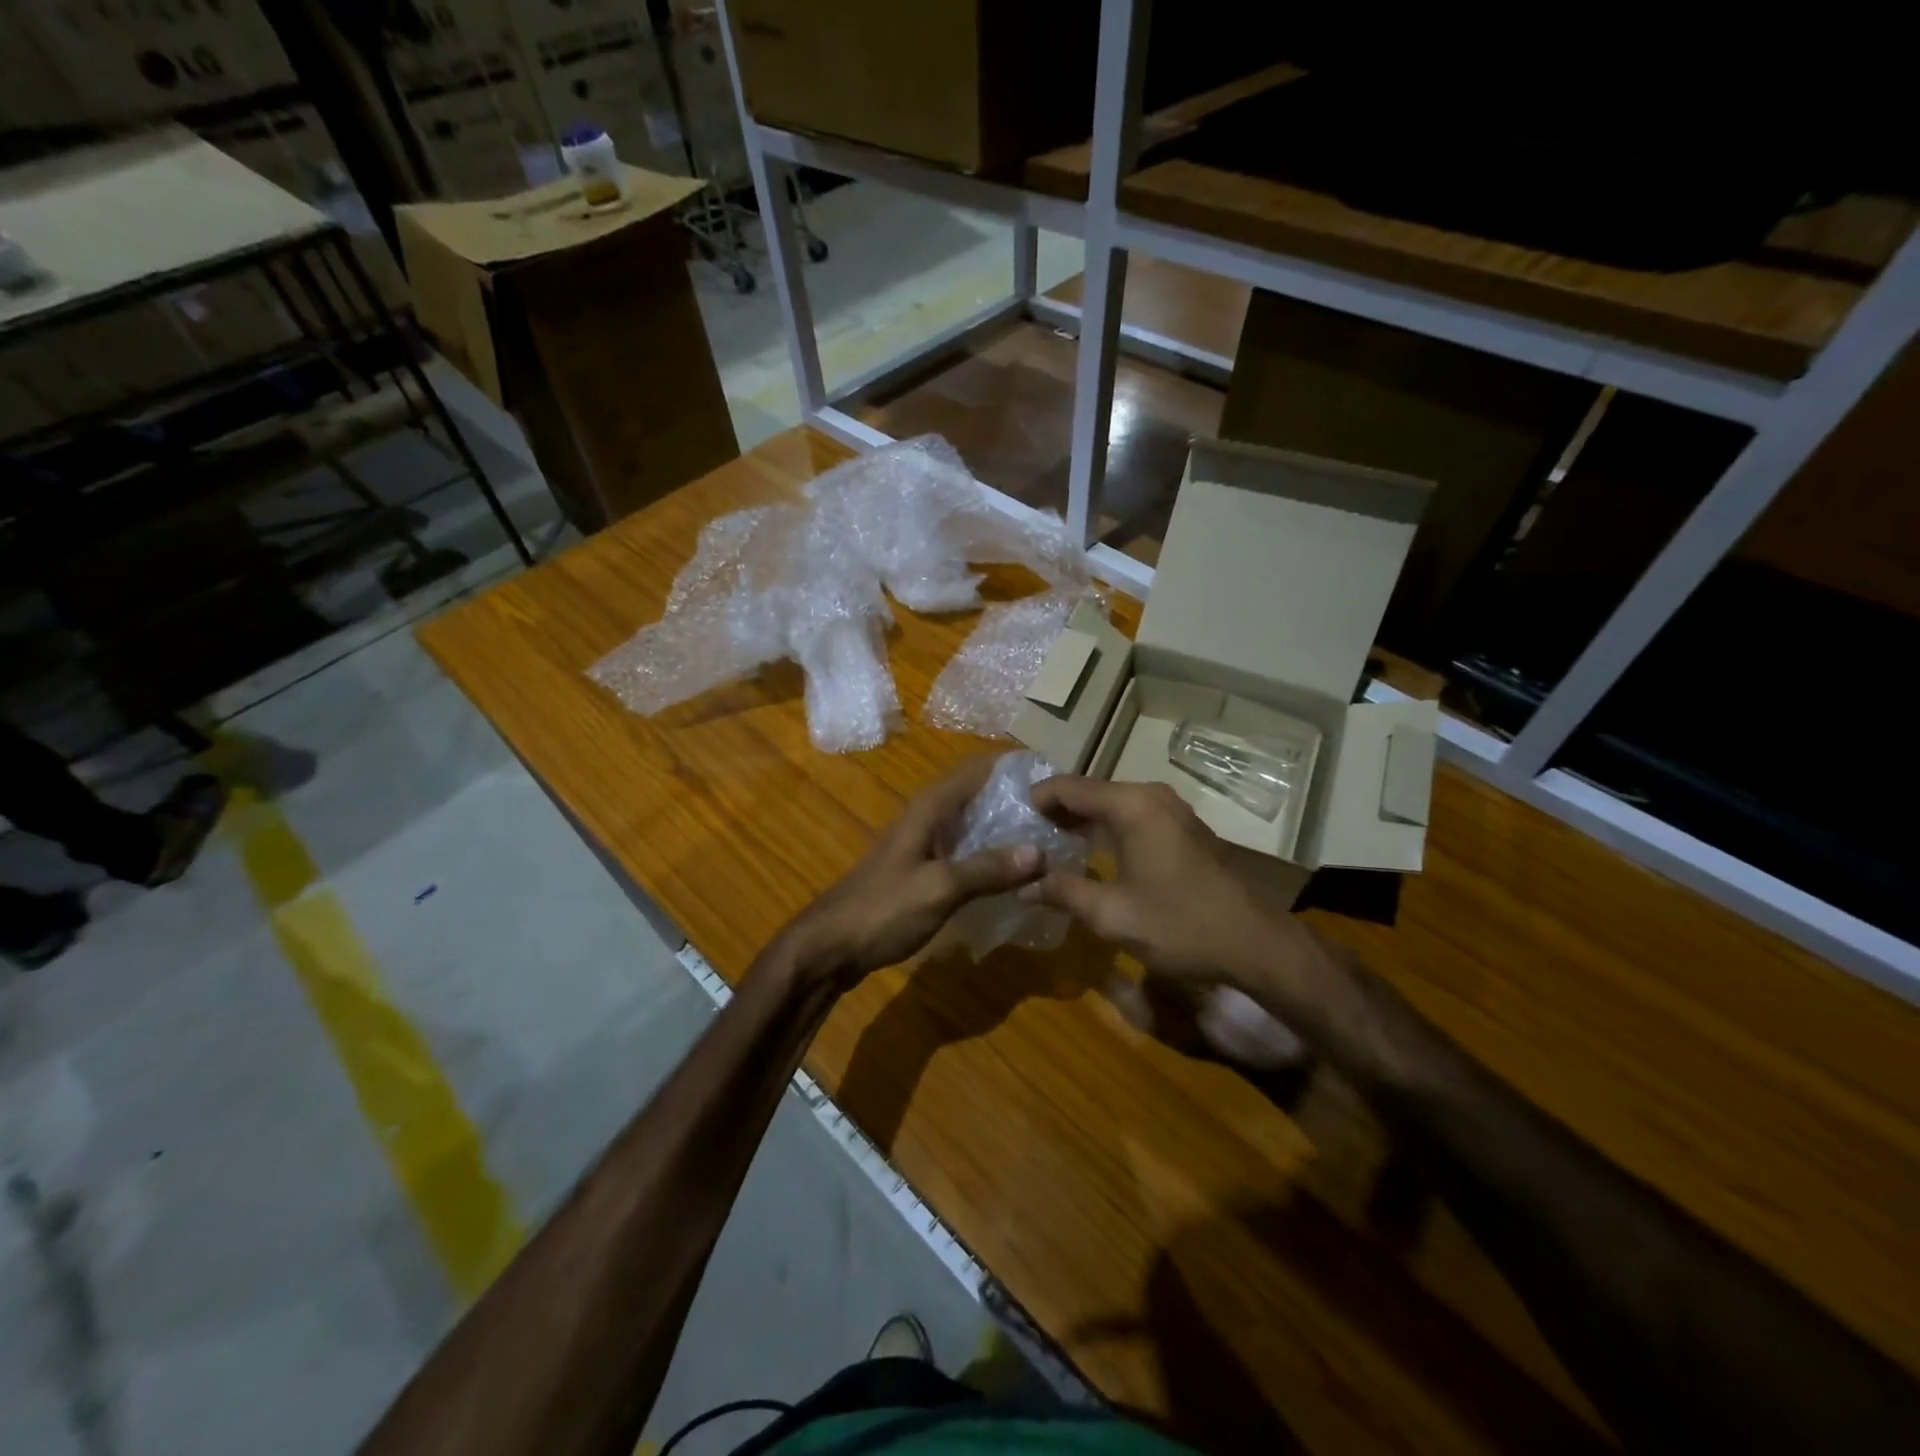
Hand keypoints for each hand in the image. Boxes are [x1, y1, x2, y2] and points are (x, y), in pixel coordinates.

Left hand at [782, 757, 1044, 986]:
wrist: (830, 945)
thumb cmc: (882, 910)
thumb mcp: (939, 889)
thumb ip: (988, 869)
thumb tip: (1041, 851)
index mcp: (932, 806)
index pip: (980, 767)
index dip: (1016, 766)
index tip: (1057, 776)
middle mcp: (930, 815)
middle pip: (981, 792)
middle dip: (1019, 797)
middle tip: (1065, 814)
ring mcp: (926, 841)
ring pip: (975, 822)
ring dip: (1008, 826)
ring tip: (1052, 838)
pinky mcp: (925, 867)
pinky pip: (967, 848)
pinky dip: (992, 852)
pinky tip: (1017, 872)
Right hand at [1023, 776, 1297, 984]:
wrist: (1255, 943)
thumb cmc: (1179, 924)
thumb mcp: (1111, 914)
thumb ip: (1063, 892)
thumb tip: (1024, 887)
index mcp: (1130, 805)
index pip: (1067, 787)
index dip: (1034, 800)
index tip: (1008, 821)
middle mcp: (1150, 795)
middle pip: (1089, 792)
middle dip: (1055, 812)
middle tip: (1023, 838)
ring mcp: (1171, 809)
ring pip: (1111, 804)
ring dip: (1081, 821)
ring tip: (1049, 847)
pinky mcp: (1183, 827)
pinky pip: (1133, 816)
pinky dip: (1106, 828)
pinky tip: (1091, 855)